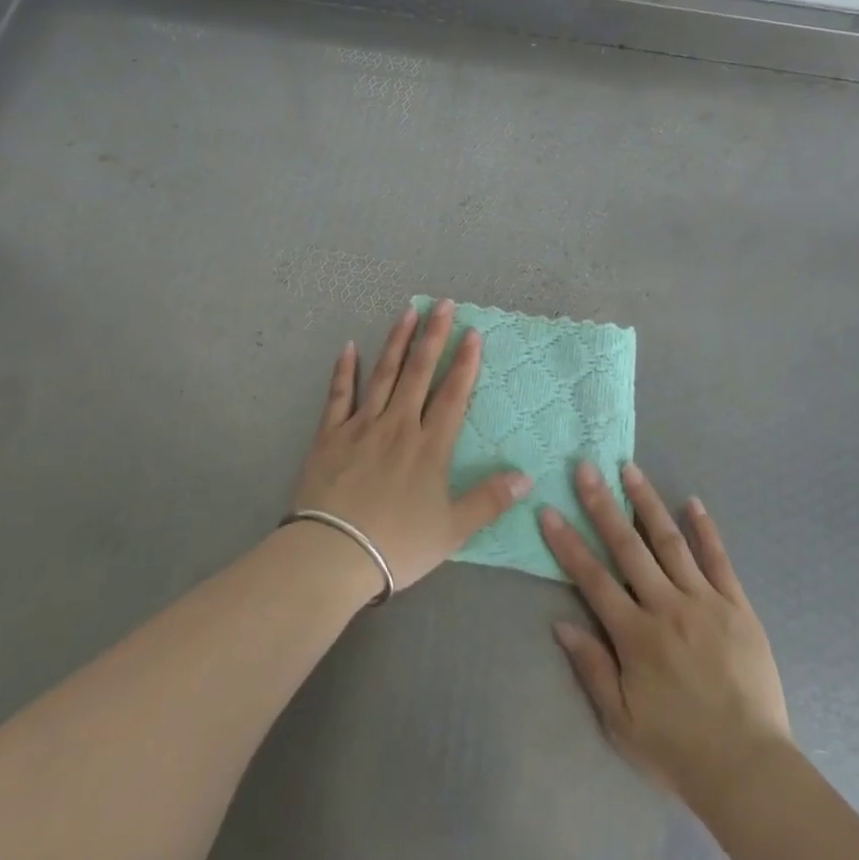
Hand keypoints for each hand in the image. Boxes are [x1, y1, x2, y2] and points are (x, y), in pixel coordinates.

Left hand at [291, 299, 529, 594]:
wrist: (332, 555)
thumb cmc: (397, 544)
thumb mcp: (452, 530)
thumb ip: (489, 501)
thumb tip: (527, 478)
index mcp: (430, 446)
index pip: (453, 394)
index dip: (465, 362)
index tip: (473, 333)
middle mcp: (399, 425)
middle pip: (419, 372)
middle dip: (434, 336)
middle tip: (443, 304)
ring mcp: (362, 426)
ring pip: (384, 374)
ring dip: (397, 341)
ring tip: (408, 311)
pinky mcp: (330, 435)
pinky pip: (339, 395)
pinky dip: (345, 370)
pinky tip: (349, 347)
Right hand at [540, 462, 791, 807]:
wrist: (748, 767)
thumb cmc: (677, 748)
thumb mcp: (621, 722)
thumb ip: (592, 668)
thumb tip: (560, 623)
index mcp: (635, 635)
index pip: (593, 578)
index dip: (568, 543)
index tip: (549, 510)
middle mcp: (667, 606)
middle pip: (628, 546)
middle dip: (603, 504)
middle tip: (587, 468)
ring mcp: (704, 601)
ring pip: (670, 541)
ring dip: (647, 502)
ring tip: (630, 469)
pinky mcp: (737, 605)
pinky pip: (719, 559)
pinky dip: (705, 529)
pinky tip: (692, 502)